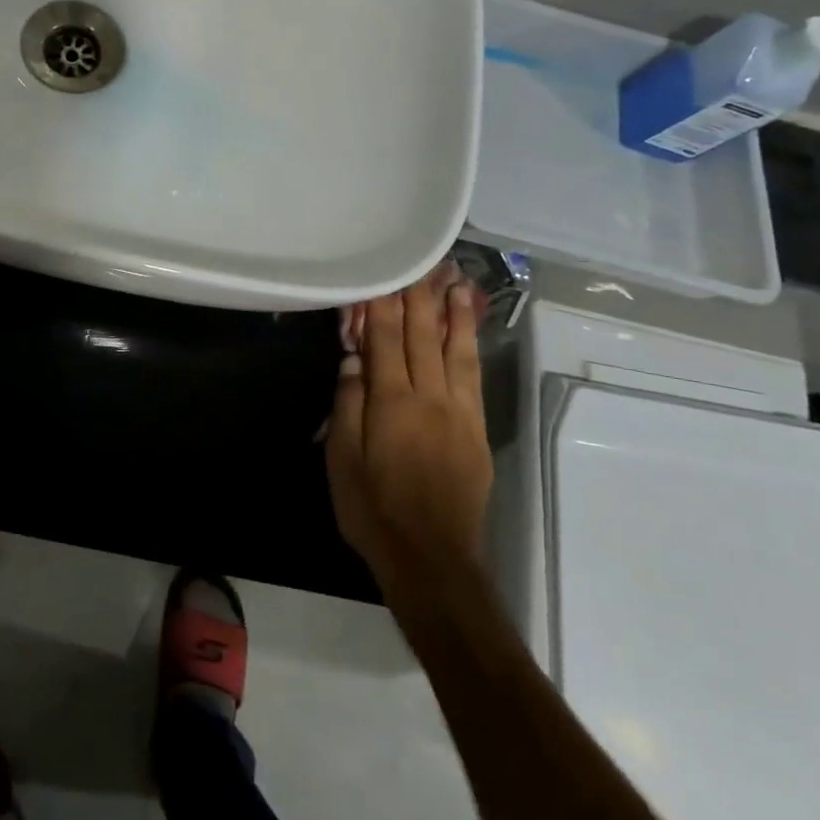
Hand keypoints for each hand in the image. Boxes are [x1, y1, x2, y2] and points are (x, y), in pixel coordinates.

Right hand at [326, 264, 491, 586]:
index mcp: (392, 403)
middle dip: (421, 297)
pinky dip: (471, 347)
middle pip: (424, 337)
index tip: (384, 273)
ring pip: (457, 351)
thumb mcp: (342, 459)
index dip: (384, 305)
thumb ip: (348, 404)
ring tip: (456, 281)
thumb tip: (354, 359)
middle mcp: (430, 398)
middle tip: (424, 261)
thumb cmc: (374, 509)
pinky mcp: (477, 431)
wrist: (432, 557)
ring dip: (455, 314)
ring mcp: (459, 413)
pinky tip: (469, 331)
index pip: (387, 340)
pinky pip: (474, 378)